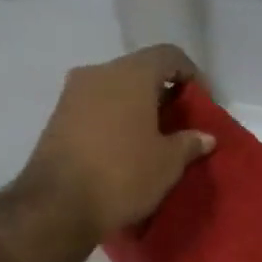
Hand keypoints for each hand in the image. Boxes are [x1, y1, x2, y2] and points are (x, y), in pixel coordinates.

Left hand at [19, 44, 215, 239]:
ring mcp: (72, 94)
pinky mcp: (57, 118)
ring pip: (114, 90)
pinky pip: (95, 109)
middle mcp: (98, 73)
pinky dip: (114, 120)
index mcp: (131, 74)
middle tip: (179, 123)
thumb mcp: (168, 163)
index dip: (191, 75)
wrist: (58, 205)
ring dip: (135, 108)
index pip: (169, 56)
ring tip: (152, 139)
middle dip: (162, 93)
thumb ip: (189, 143)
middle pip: (139, 71)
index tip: (202, 103)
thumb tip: (204, 137)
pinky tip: (124, 148)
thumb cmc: (123, 175)